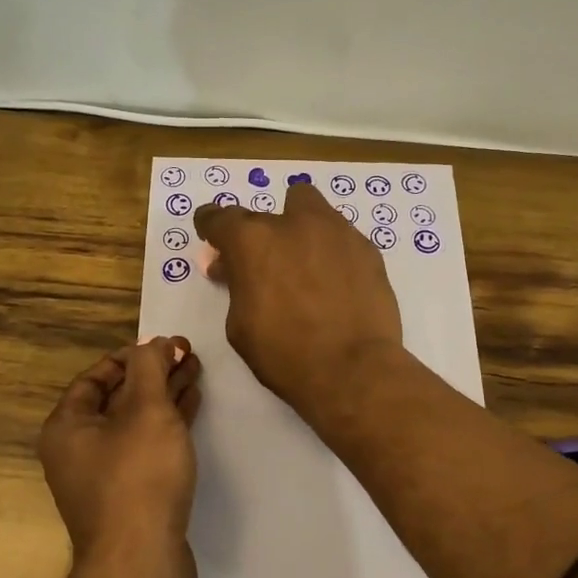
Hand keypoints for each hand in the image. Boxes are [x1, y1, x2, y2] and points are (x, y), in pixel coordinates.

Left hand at [37, 336, 202, 577]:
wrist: (141, 564)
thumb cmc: (138, 477)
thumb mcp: (147, 410)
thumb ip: (151, 368)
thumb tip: (153, 342)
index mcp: (66, 427)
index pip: (95, 378)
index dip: (130, 356)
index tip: (165, 345)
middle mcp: (77, 450)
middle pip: (117, 398)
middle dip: (153, 374)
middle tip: (188, 354)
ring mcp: (103, 477)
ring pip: (135, 423)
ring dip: (164, 396)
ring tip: (196, 372)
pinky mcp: (130, 497)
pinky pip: (147, 447)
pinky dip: (168, 425)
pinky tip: (192, 408)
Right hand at [194, 183, 403, 413]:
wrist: (353, 369)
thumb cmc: (284, 353)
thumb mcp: (240, 325)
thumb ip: (236, 286)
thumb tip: (234, 269)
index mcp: (251, 241)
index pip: (219, 218)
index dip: (211, 226)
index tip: (213, 236)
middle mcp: (292, 223)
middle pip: (265, 212)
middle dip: (260, 236)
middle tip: (265, 265)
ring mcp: (335, 231)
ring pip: (309, 208)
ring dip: (299, 228)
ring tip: (305, 264)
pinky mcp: (366, 247)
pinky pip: (339, 236)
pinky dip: (331, 251)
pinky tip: (335, 281)